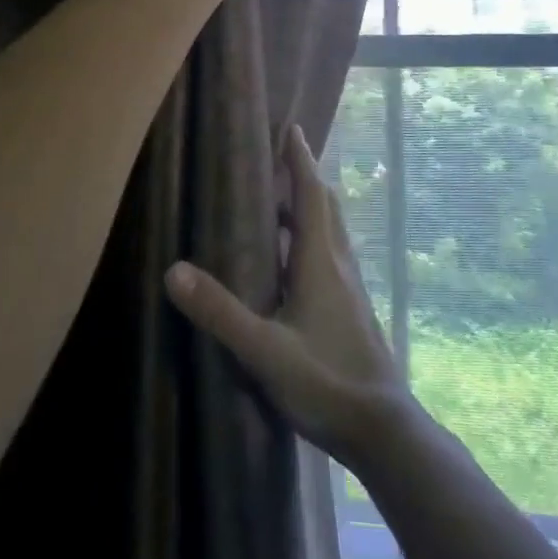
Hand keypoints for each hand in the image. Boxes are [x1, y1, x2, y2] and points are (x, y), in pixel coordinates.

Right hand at [164, 123, 414, 472]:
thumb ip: (220, 311)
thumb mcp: (263, 350)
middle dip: (305, 179)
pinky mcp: (353, 310)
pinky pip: (332, 257)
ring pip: (332, 233)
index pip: (312, 195)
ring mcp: (351, 289)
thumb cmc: (326, 382)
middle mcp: (340, 266)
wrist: (383, 430)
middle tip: (278, 162)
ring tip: (279, 205)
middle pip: (326, 207)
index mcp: (321, 262)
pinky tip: (293, 264)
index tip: (291, 129)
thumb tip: (174, 270)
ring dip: (310, 209)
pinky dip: (313, 240)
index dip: (301, 160)